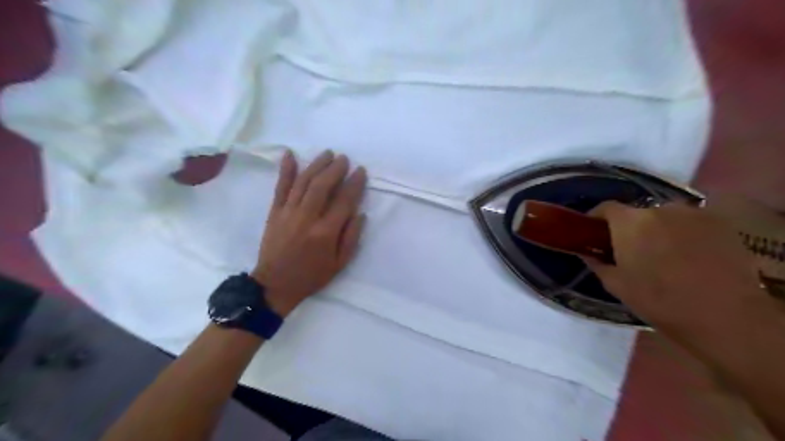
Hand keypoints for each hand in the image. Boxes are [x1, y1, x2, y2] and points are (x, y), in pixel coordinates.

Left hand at [254, 149, 371, 316]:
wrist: (275, 285)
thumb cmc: (312, 276)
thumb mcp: (340, 264)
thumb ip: (351, 237)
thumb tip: (360, 213)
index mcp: (325, 232)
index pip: (344, 201)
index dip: (354, 184)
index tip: (361, 171)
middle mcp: (307, 218)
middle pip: (322, 186)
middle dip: (335, 169)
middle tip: (344, 159)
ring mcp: (288, 213)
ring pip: (303, 182)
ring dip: (316, 165)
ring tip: (327, 153)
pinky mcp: (274, 212)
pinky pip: (280, 187)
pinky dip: (285, 170)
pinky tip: (290, 155)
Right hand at [589, 201, 767, 338]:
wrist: (724, 316)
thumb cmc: (659, 300)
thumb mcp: (616, 285)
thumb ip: (597, 263)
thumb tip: (588, 253)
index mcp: (630, 223)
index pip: (606, 207)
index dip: (597, 218)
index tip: (594, 233)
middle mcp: (660, 210)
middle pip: (636, 213)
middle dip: (630, 228)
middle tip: (630, 250)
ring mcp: (693, 214)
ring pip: (664, 217)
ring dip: (657, 230)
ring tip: (663, 255)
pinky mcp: (720, 223)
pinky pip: (690, 223)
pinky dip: (683, 233)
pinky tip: (689, 256)